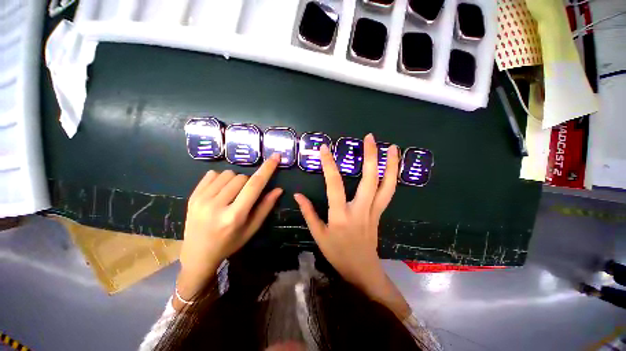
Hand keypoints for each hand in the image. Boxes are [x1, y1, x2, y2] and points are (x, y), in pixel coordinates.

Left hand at [178, 154, 282, 300]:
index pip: (255, 185)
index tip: (275, 156)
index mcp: (235, 216)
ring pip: (228, 173)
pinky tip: (220, 192)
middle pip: (242, 177)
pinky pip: (212, 174)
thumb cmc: (230, 243)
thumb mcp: (252, 228)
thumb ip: (265, 207)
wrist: (197, 255)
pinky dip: (221, 179)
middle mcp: (217, 205)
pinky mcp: (192, 196)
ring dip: (235, 180)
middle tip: (245, 196)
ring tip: (231, 194)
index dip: (267, 169)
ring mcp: (201, 199)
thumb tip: (278, 189)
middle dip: (249, 183)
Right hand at [293, 134, 399, 293]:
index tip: (325, 148)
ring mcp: (374, 211)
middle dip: (371, 156)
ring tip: (393, 147)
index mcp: (340, 216)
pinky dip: (392, 177)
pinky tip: (393, 166)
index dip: (329, 165)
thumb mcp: (318, 235)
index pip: (334, 185)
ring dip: (390, 165)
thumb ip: (308, 213)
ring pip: (386, 185)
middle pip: (370, 180)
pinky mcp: (380, 213)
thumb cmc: (337, 253)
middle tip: (370, 138)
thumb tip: (297, 195)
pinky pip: (389, 193)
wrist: (362, 269)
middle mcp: (360, 210)